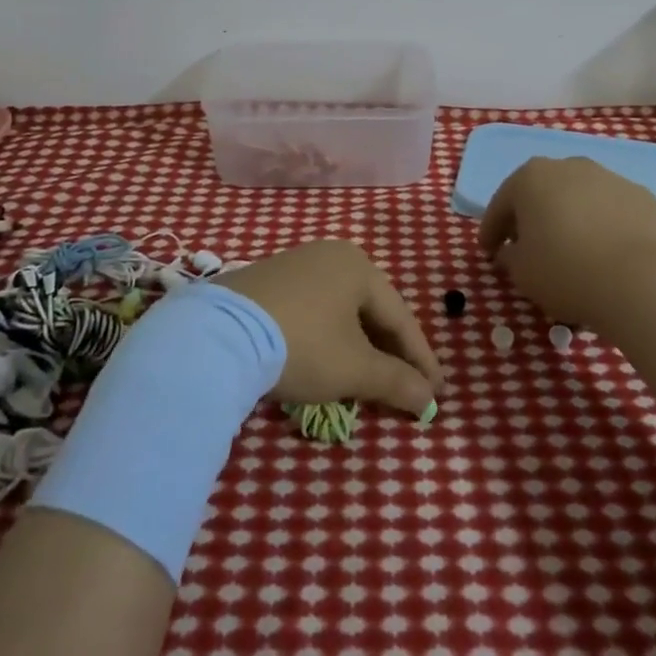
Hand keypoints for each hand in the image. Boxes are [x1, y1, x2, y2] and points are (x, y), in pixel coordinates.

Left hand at [223, 240, 443, 415]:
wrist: (219, 335)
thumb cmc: (302, 344)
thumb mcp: (354, 369)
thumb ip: (397, 382)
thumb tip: (429, 400)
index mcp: (358, 265)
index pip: (401, 317)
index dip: (421, 359)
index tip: (437, 393)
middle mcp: (328, 255)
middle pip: (371, 310)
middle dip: (389, 353)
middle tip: (407, 388)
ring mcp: (294, 265)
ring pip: (340, 311)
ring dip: (358, 347)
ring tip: (368, 381)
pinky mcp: (264, 282)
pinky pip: (312, 310)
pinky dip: (327, 338)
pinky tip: (326, 362)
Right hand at [479, 156, 655, 332]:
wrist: (642, 281)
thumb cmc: (566, 271)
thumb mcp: (521, 272)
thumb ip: (509, 256)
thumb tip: (512, 251)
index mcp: (530, 178)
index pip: (501, 205)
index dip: (491, 230)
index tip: (488, 251)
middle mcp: (569, 166)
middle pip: (541, 192)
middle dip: (531, 217)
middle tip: (527, 246)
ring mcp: (609, 178)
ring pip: (579, 197)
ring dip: (570, 217)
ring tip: (571, 250)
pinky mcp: (642, 196)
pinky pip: (611, 210)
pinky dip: (603, 225)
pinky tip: (606, 252)